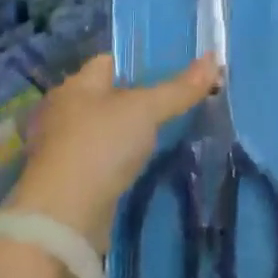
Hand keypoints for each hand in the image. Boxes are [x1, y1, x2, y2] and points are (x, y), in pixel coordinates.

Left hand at [7, 53, 220, 250]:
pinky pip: (99, 161)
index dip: (138, 64)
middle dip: (134, 101)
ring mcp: (62, 149)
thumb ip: (179, 88)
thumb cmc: (100, 146)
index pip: (109, 62)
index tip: (170, 72)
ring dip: (125, 135)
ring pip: (103, 131)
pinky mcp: (68, 182)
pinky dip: (117, 162)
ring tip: (162, 136)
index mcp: (76, 85)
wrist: (63, 219)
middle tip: (173, 105)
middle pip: (106, 96)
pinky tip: (140, 168)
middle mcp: (64, 111)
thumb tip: (214, 58)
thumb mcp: (146, 110)